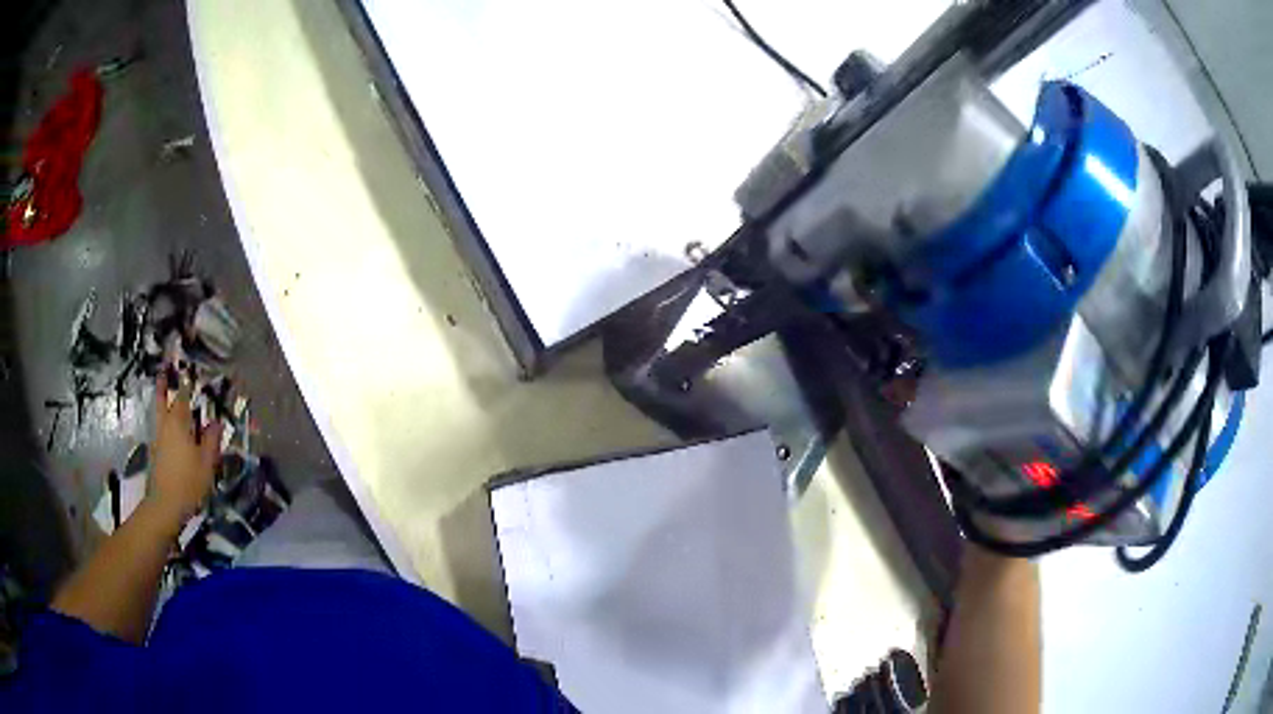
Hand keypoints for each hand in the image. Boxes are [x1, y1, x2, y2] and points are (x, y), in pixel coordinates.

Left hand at [147, 371, 222, 523]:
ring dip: (160, 402)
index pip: (183, 397)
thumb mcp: (206, 463)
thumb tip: (216, 421)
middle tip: (162, 372)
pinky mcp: (154, 454)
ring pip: (158, 415)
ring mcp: (157, 440)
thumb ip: (211, 440)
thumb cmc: (188, 482)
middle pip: (162, 401)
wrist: (164, 506)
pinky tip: (168, 430)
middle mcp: (165, 426)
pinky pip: (159, 430)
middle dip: (163, 386)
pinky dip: (162, 422)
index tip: (189, 372)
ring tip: (162, 394)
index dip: (186, 384)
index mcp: (179, 423)